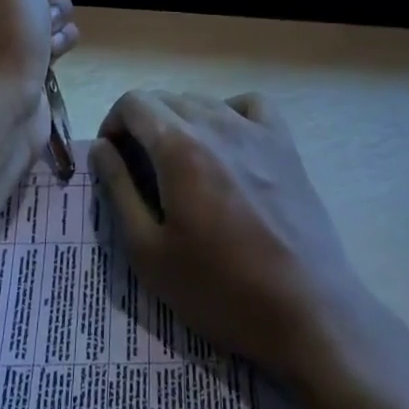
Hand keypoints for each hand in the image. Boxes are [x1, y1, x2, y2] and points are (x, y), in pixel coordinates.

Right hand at [90, 90, 366, 382]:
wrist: (306, 310)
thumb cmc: (220, 289)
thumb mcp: (149, 252)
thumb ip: (119, 191)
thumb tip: (102, 148)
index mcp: (179, 146)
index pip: (133, 102)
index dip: (113, 124)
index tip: (114, 161)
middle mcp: (216, 122)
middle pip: (165, 98)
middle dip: (143, 125)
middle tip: (141, 171)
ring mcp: (255, 129)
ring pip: (203, 101)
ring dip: (180, 121)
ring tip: (182, 166)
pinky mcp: (285, 143)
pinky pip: (249, 105)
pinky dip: (229, 113)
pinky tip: (227, 145)